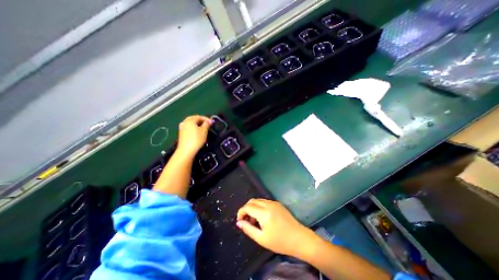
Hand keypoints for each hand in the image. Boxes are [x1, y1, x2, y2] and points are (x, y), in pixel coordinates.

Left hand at [177, 115, 210, 158]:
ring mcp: (182, 128)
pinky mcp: (181, 134)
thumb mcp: (204, 131)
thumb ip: (207, 124)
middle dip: (201, 121)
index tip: (211, 122)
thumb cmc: (196, 139)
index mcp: (190, 120)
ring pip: (190, 124)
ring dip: (197, 125)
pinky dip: (193, 128)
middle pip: (194, 119)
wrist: (186, 150)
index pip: (199, 116)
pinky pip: (188, 128)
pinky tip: (196, 132)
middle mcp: (185, 122)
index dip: (206, 119)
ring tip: (202, 128)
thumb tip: (209, 120)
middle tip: (207, 124)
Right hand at [237, 199, 312, 257]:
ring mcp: (274, 202)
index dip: (241, 212)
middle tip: (246, 221)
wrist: (299, 238)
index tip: (239, 221)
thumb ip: (248, 229)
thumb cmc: (280, 241)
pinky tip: (262, 217)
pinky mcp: (277, 204)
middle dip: (246, 209)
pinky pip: (264, 202)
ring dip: (252, 208)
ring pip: (258, 200)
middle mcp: (268, 204)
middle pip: (252, 201)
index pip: (247, 207)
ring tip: (254, 221)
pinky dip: (259, 207)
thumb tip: (239, 222)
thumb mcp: (262, 239)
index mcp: (264, 212)